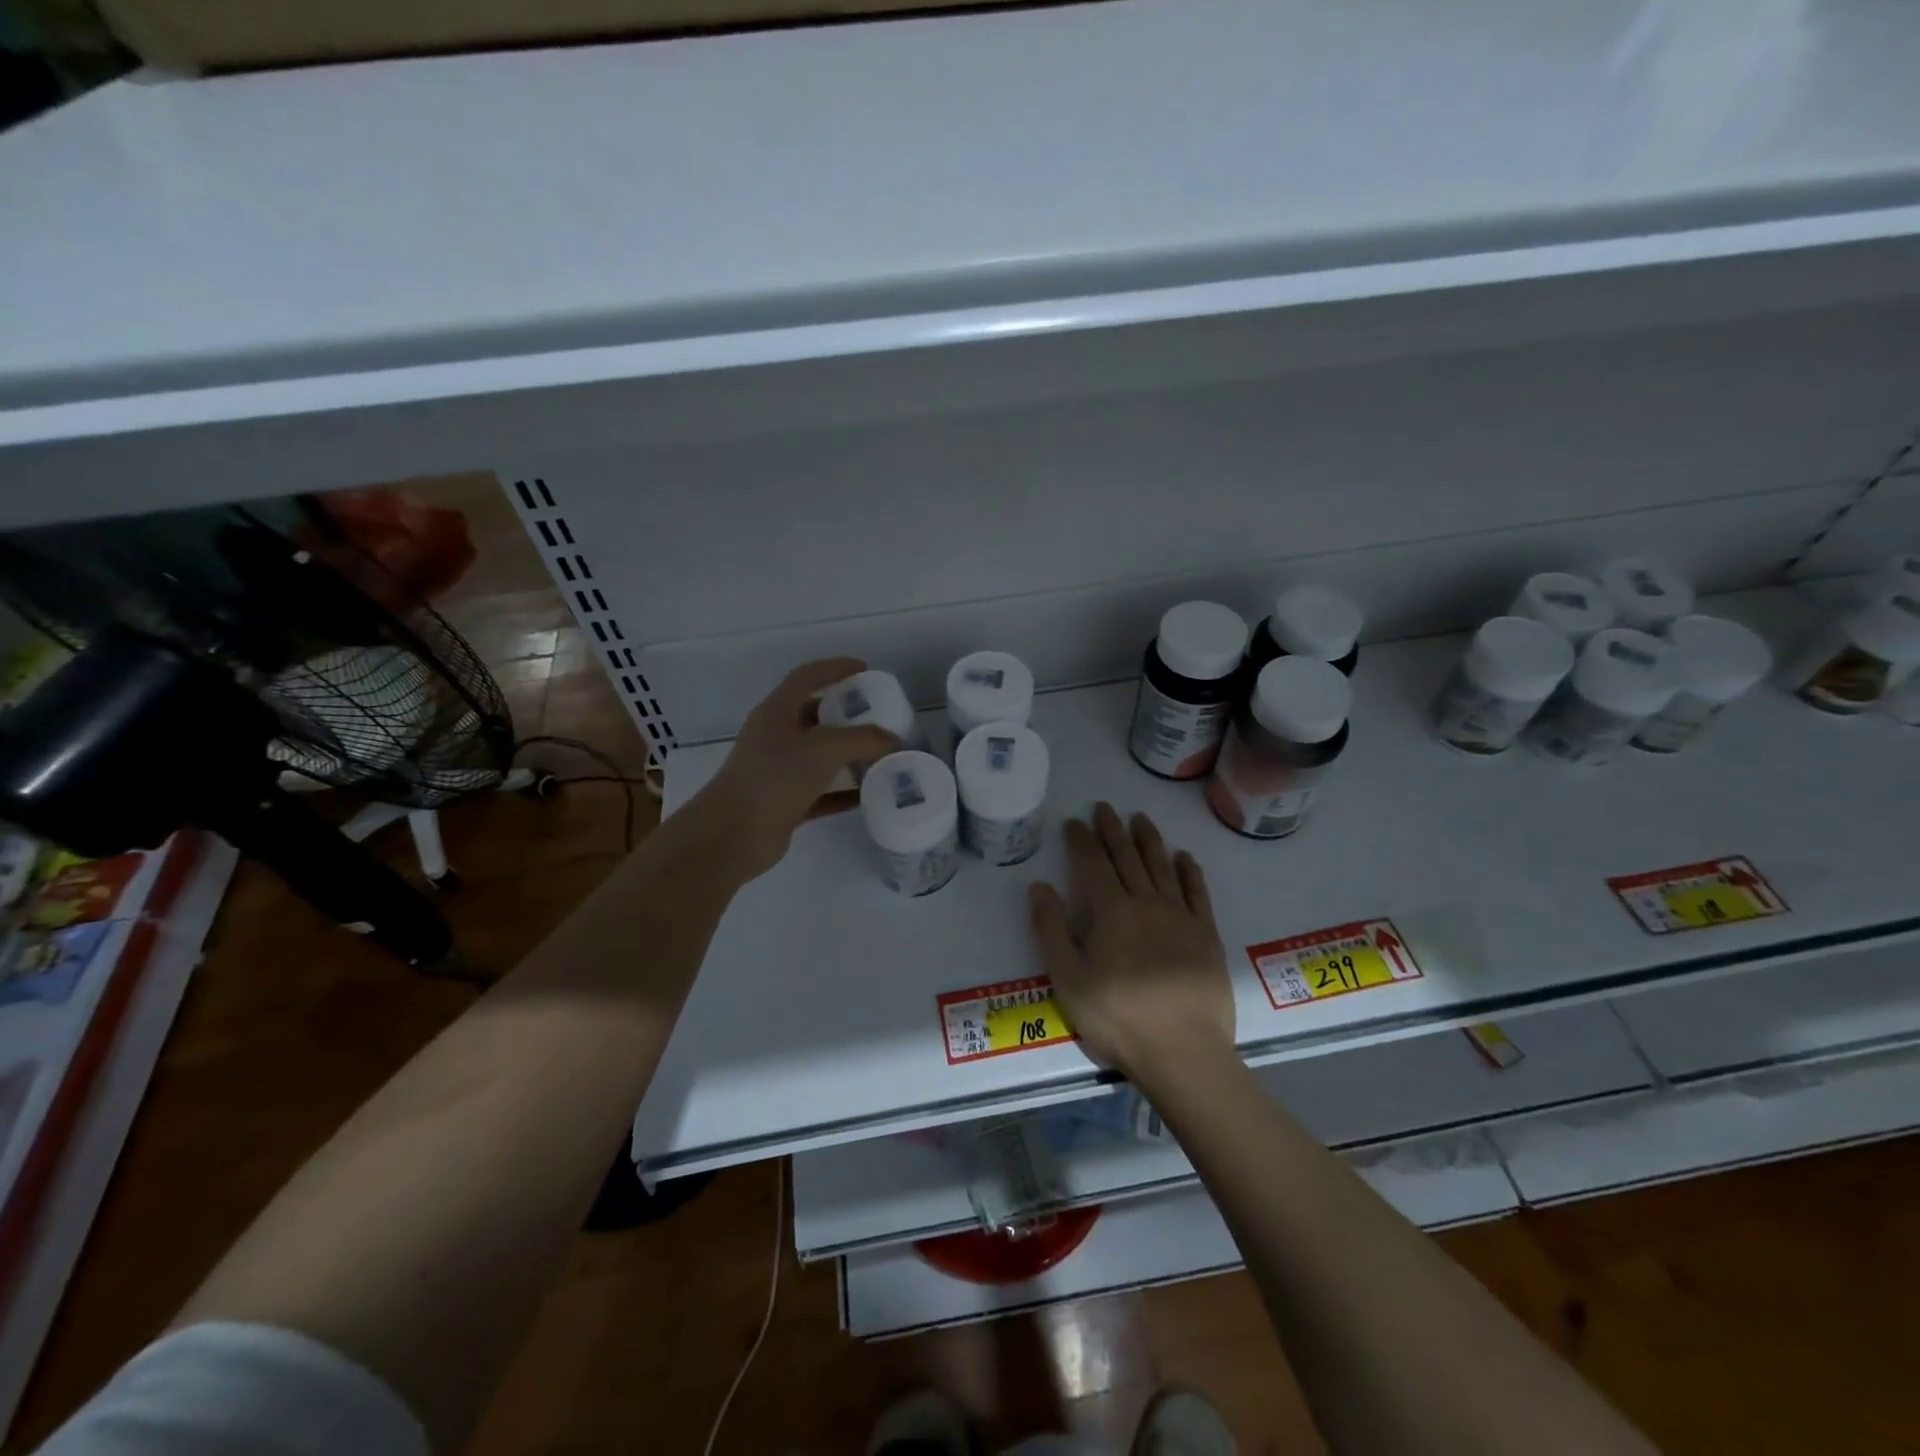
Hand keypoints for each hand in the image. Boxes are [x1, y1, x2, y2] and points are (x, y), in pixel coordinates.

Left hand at [685, 657, 898, 881]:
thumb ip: (862, 739)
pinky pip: (822, 791)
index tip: (865, 669)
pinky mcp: (784, 803)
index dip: (835, 668)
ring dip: (848, 754)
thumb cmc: (775, 778)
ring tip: (881, 754)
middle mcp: (775, 737)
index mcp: (777, 712)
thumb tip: (891, 739)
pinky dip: (844, 791)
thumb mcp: (824, 749)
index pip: (807, 677)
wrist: (733, 835)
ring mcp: (778, 771)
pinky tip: (870, 794)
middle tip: (879, 715)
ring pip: (819, 755)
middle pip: (814, 715)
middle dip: (846, 712)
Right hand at [1027, 803, 1235, 1087]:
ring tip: (1141, 818)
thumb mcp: (1067, 979)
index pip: (1092, 865)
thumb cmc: (1117, 1018)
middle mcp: (1146, 904)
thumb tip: (1039, 886)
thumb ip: (1051, 930)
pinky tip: (1184, 857)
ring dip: (1150, 840)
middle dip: (1113, 831)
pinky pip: (1197, 893)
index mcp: (1111, 912)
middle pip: (1127, 858)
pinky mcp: (1207, 936)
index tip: (1074, 822)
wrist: (1183, 1052)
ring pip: (1162, 867)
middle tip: (1105, 808)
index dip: (1081, 841)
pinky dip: (1189, 871)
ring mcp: (1181, 917)